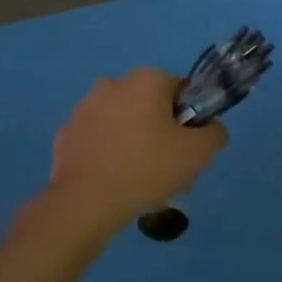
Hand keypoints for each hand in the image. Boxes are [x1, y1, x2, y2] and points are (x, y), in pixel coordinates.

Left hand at [42, 68, 228, 238]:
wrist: (86, 202)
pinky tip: (111, 179)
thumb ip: (215, 133)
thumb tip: (211, 128)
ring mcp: (84, 107)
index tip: (187, 147)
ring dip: (131, 140)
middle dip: (159, 130)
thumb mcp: (198, 154)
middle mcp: (113, 83)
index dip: (189, 119)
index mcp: (146, 80)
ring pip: (121, 120)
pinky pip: (96, 139)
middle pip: (149, 104)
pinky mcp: (66, 132)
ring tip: (137, 178)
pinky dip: (106, 152)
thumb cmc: (147, 168)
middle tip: (166, 166)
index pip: (180, 91)